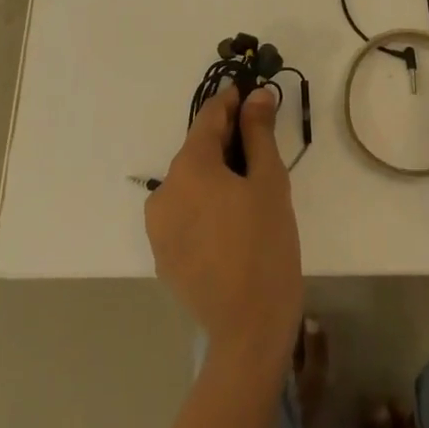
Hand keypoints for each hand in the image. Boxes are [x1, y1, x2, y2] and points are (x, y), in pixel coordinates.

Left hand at [145, 84, 302, 369]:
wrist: (248, 332)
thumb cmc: (265, 247)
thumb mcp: (270, 182)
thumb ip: (259, 132)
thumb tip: (257, 95)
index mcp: (189, 166)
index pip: (209, 116)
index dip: (233, 103)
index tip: (255, 99)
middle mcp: (164, 189)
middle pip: (198, 149)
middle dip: (227, 141)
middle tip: (261, 150)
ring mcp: (158, 226)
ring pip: (190, 181)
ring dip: (215, 175)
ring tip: (248, 191)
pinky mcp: (162, 254)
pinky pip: (184, 211)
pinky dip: (204, 204)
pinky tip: (231, 223)